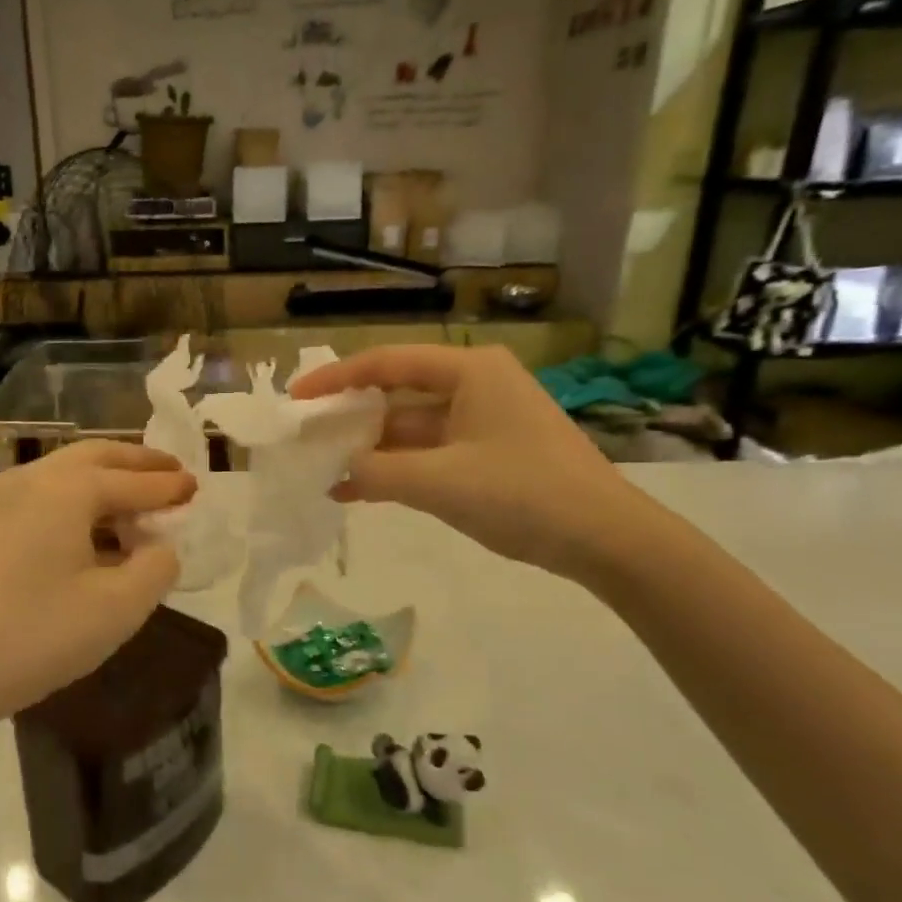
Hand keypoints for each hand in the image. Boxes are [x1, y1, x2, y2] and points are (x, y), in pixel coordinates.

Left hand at [0, 440, 194, 733]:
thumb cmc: (38, 635)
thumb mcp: (119, 607)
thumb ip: (156, 567)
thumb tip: (159, 548)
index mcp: (65, 489)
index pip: (130, 481)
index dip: (168, 485)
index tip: (198, 485)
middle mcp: (30, 480)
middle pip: (94, 457)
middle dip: (136, 463)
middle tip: (171, 472)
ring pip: (64, 475)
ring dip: (106, 482)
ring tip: (138, 506)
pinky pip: (43, 498)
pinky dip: (78, 502)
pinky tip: (93, 534)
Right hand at [290, 344, 651, 583]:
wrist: (605, 538)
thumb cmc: (523, 493)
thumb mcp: (440, 482)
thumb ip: (378, 472)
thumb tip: (340, 469)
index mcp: (469, 371)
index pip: (387, 363)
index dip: (336, 379)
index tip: (296, 398)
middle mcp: (475, 386)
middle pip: (397, 393)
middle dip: (350, 417)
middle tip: (306, 437)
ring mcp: (483, 421)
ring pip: (411, 428)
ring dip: (370, 450)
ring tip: (323, 470)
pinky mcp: (488, 454)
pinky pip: (429, 453)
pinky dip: (397, 470)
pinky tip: (358, 491)